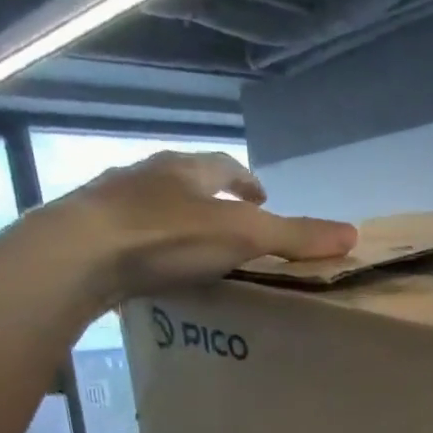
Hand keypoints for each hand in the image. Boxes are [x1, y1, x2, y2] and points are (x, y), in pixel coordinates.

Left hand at [22, 150, 356, 315]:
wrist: (80, 254)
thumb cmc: (166, 236)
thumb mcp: (243, 236)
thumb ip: (295, 237)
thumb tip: (353, 234)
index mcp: (186, 169)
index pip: (224, 166)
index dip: (246, 180)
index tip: (261, 195)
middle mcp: (148, 175)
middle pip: (187, 180)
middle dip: (211, 196)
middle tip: (231, 219)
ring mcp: (113, 201)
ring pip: (154, 203)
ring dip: (177, 218)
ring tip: (194, 245)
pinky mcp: (89, 232)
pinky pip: (128, 231)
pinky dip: (148, 243)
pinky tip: (153, 266)